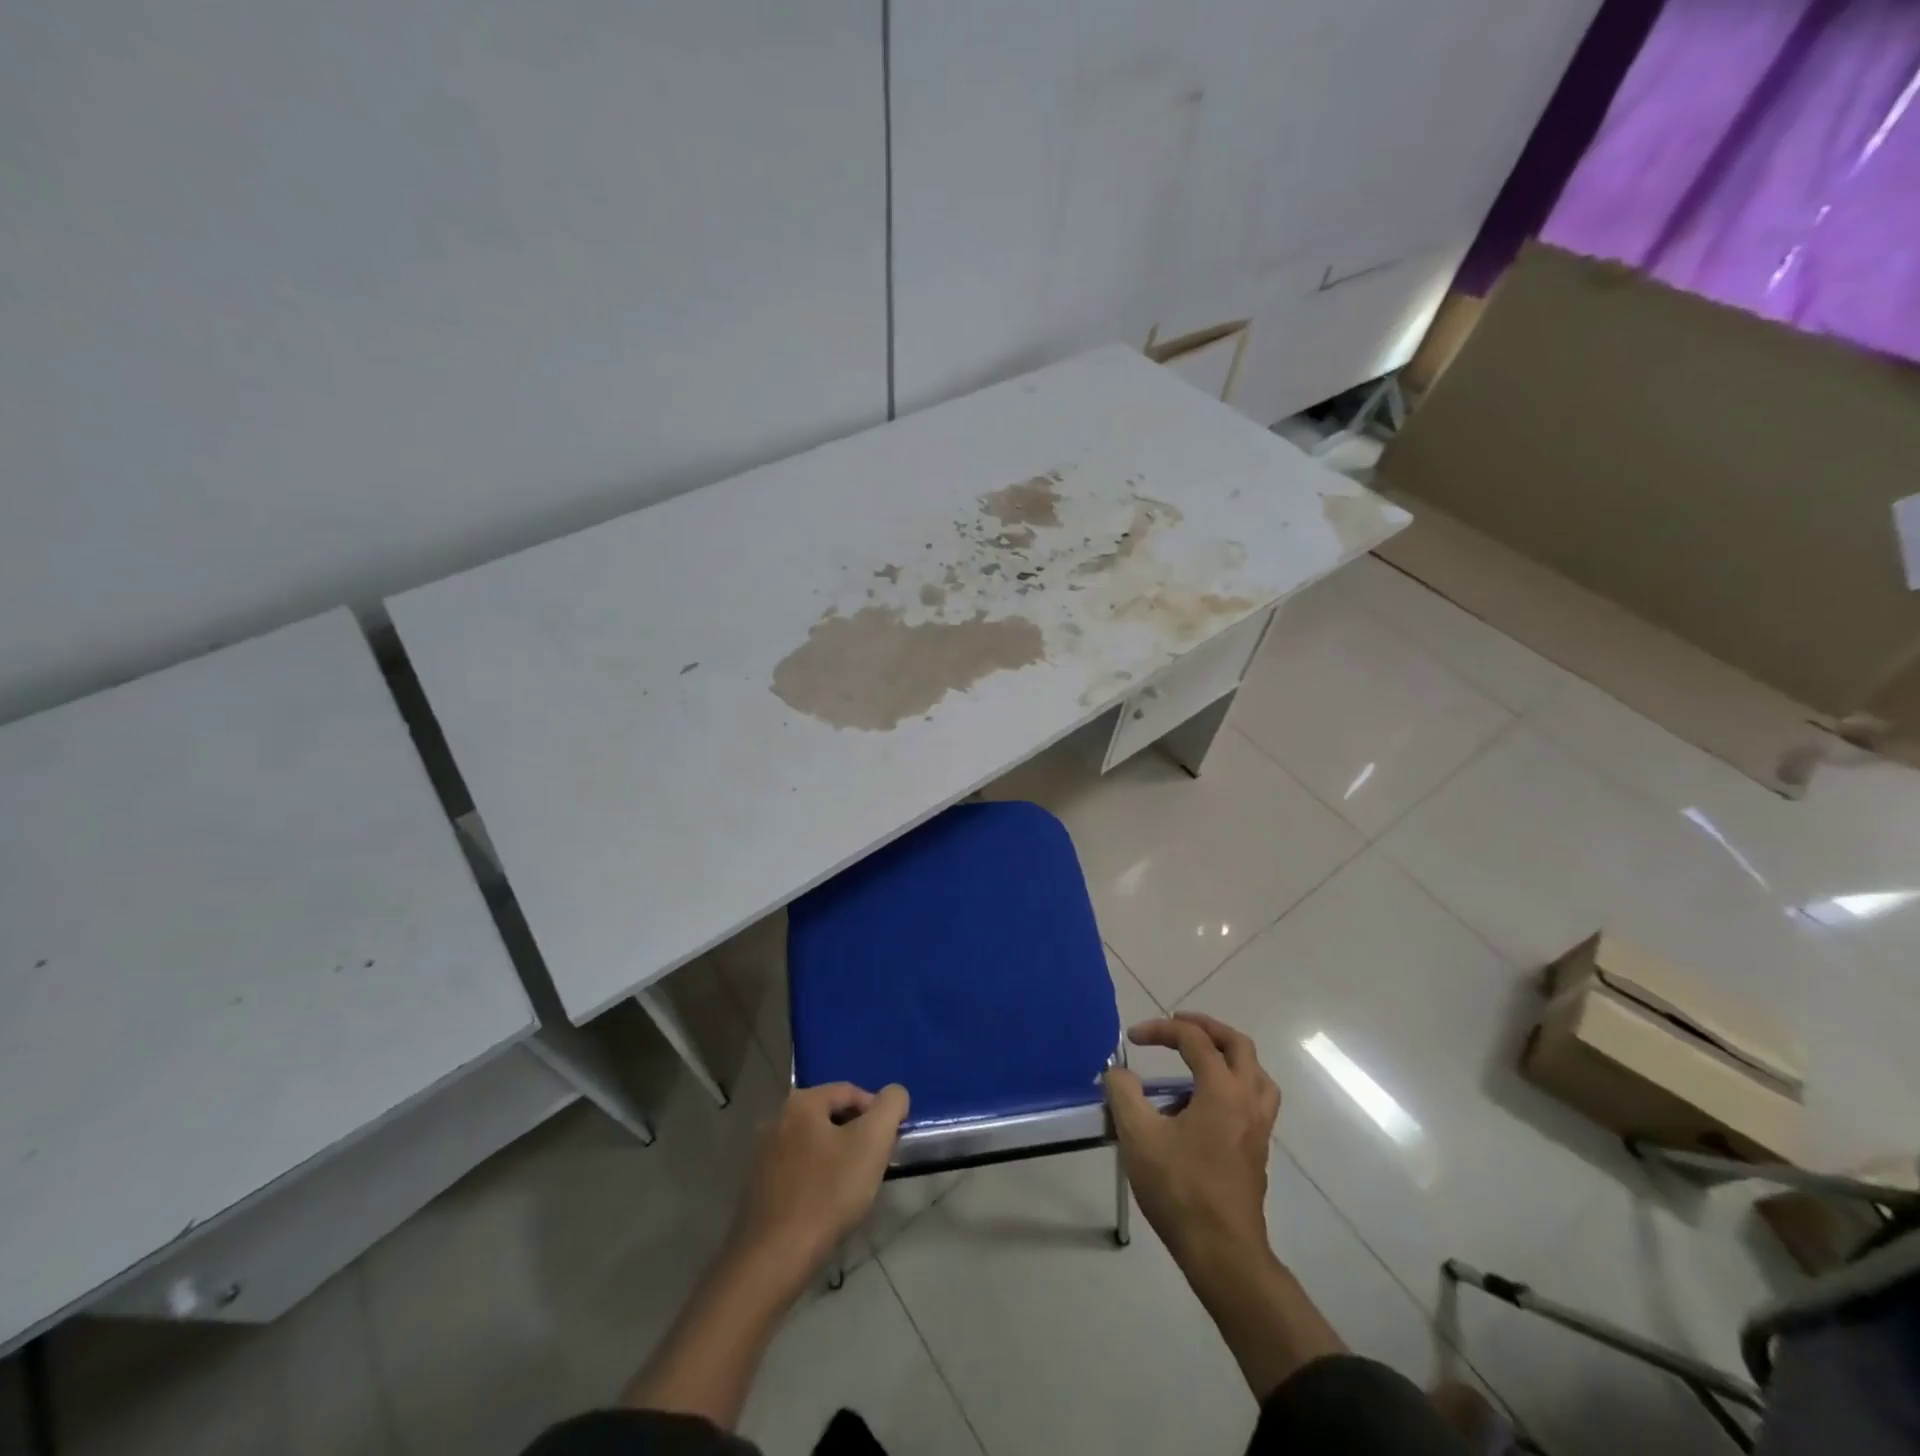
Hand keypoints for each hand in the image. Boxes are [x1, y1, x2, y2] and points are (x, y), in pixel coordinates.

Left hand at [729, 1082, 909, 1293]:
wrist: (774, 1259)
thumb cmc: (828, 1193)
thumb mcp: (872, 1142)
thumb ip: (890, 1106)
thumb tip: (894, 1094)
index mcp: (801, 1102)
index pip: (850, 1091)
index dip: (877, 1113)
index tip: (889, 1143)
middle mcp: (777, 1119)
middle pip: (831, 1117)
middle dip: (857, 1136)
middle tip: (874, 1165)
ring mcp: (762, 1155)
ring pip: (814, 1144)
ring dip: (837, 1158)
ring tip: (852, 1188)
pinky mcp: (757, 1187)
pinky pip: (797, 1170)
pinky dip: (816, 1179)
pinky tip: (826, 1206)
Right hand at [1104, 1012, 1279, 1268]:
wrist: (1223, 1253)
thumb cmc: (1180, 1189)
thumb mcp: (1139, 1136)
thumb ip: (1124, 1094)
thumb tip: (1118, 1073)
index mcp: (1222, 1090)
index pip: (1194, 1039)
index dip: (1161, 1030)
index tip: (1132, 1039)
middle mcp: (1248, 1100)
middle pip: (1238, 1045)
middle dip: (1206, 1028)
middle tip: (1178, 1024)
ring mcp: (1258, 1126)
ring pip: (1255, 1073)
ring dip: (1226, 1056)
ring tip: (1197, 1059)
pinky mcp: (1257, 1148)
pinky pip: (1252, 1098)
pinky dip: (1230, 1084)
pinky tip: (1200, 1105)